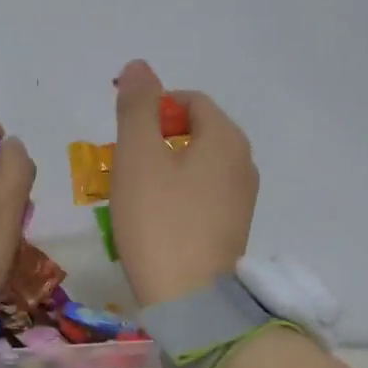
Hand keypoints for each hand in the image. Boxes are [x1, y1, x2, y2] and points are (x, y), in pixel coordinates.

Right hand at [109, 60, 257, 305]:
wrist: (189, 300)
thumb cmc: (159, 221)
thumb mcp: (139, 156)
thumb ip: (138, 107)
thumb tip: (140, 67)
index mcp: (226, 138)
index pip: (189, 101)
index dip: (153, 107)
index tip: (123, 133)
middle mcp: (244, 163)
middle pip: (196, 132)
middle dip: (156, 140)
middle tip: (123, 166)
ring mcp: (242, 199)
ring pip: (198, 166)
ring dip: (165, 170)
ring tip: (134, 195)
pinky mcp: (234, 230)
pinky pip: (203, 196)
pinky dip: (178, 196)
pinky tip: (155, 220)